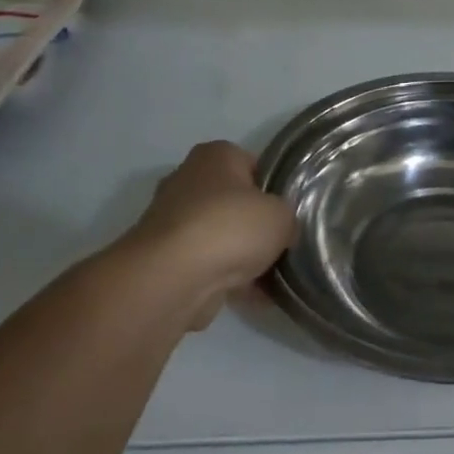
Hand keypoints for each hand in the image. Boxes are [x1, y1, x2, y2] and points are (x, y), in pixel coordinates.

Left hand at [110, 142, 296, 327]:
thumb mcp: (282, 215)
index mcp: (215, 155)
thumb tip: (283, 231)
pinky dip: (226, 280)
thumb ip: (287, 217)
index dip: (273, 188)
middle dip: (254, 225)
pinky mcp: (164, 258)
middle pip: (233, 202)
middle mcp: (187, 180)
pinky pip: (206, 266)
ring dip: (241, 256)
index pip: (253, 164)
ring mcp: (172, 221)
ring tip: (272, 278)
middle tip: (281, 244)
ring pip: (219, 237)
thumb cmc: (231, 227)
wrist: (173, 278)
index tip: (288, 212)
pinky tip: (253, 297)